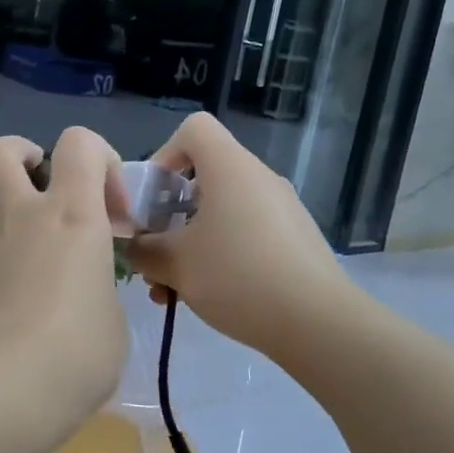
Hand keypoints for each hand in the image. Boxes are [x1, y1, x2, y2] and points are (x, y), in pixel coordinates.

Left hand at [0, 127, 126, 424]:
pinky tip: (5, 308)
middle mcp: (21, 216)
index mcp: (72, 215)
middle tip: (43, 188)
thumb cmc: (75, 353)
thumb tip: (80, 290)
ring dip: (0, 221)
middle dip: (22, 156)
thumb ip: (96, 286)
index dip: (99, 157)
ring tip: (22, 258)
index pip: (79, 143)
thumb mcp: (112, 320)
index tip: (111, 208)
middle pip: (1, 151)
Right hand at [127, 113, 360, 362]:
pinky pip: (246, 232)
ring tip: (170, 289)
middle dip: (170, 213)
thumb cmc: (237, 276)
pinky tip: (206, 296)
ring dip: (190, 242)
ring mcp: (281, 208)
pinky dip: (220, 254)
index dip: (165, 154)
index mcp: (230, 167)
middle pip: (203, 176)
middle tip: (153, 251)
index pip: (194, 129)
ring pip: (222, 212)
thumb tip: (134, 246)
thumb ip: (143, 249)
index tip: (153, 198)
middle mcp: (258, 178)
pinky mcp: (294, 239)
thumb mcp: (174, 264)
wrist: (319, 323)